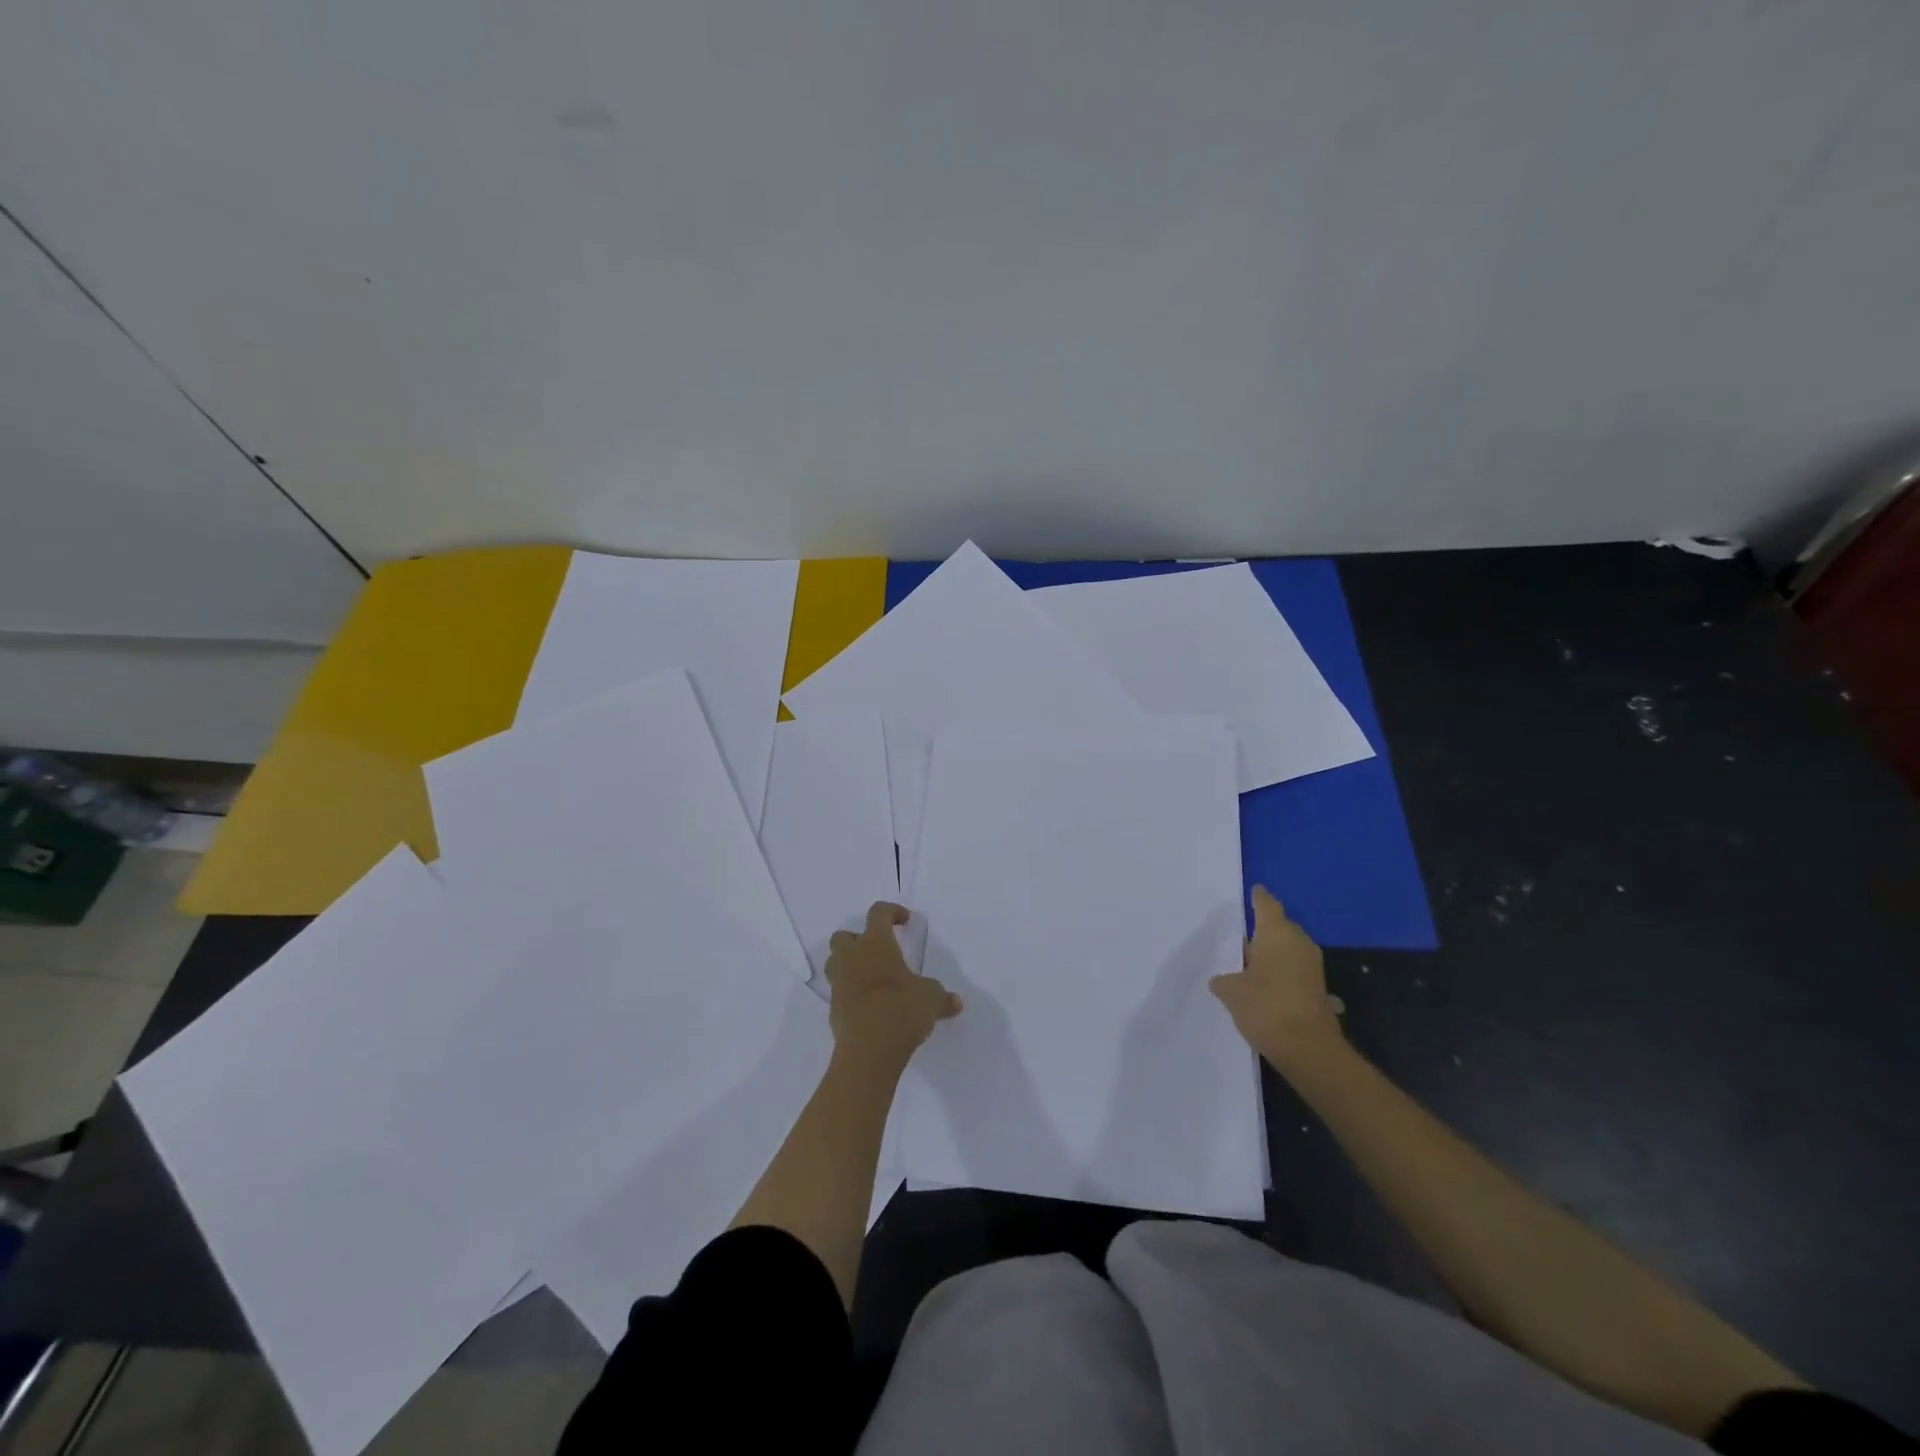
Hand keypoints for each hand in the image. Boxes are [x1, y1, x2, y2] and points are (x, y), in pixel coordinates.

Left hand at [826, 901, 961, 1074]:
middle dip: (859, 939)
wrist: (869, 1050)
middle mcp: (852, 957)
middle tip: (879, 952)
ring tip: (871, 977)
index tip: (905, 921)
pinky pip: (839, 990)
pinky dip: (850, 991)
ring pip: (835, 961)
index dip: (892, 912)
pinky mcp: (833, 1008)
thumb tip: (956, 1002)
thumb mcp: (931, 999)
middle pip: (844, 935)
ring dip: (849, 963)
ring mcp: (839, 982)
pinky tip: (869, 1004)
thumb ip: (942, 997)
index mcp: (876, 944)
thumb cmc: (902, 1010)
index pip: (878, 913)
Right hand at [1209, 886, 1343, 1069]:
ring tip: (1248, 963)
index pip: (1266, 905)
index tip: (1253, 891)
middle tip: (1240, 936)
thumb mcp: (1231, 991)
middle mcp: (1299, 943)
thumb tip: (1222, 979)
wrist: (1308, 1049)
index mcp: (1277, 933)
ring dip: (1272, 954)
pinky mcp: (1318, 989)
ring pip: (1288, 950)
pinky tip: (1266, 988)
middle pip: (1279, 927)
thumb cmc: (1265, 1006)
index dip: (1258, 897)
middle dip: (1263, 930)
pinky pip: (1295, 971)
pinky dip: (1282, 975)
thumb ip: (1223, 980)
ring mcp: (1312, 967)